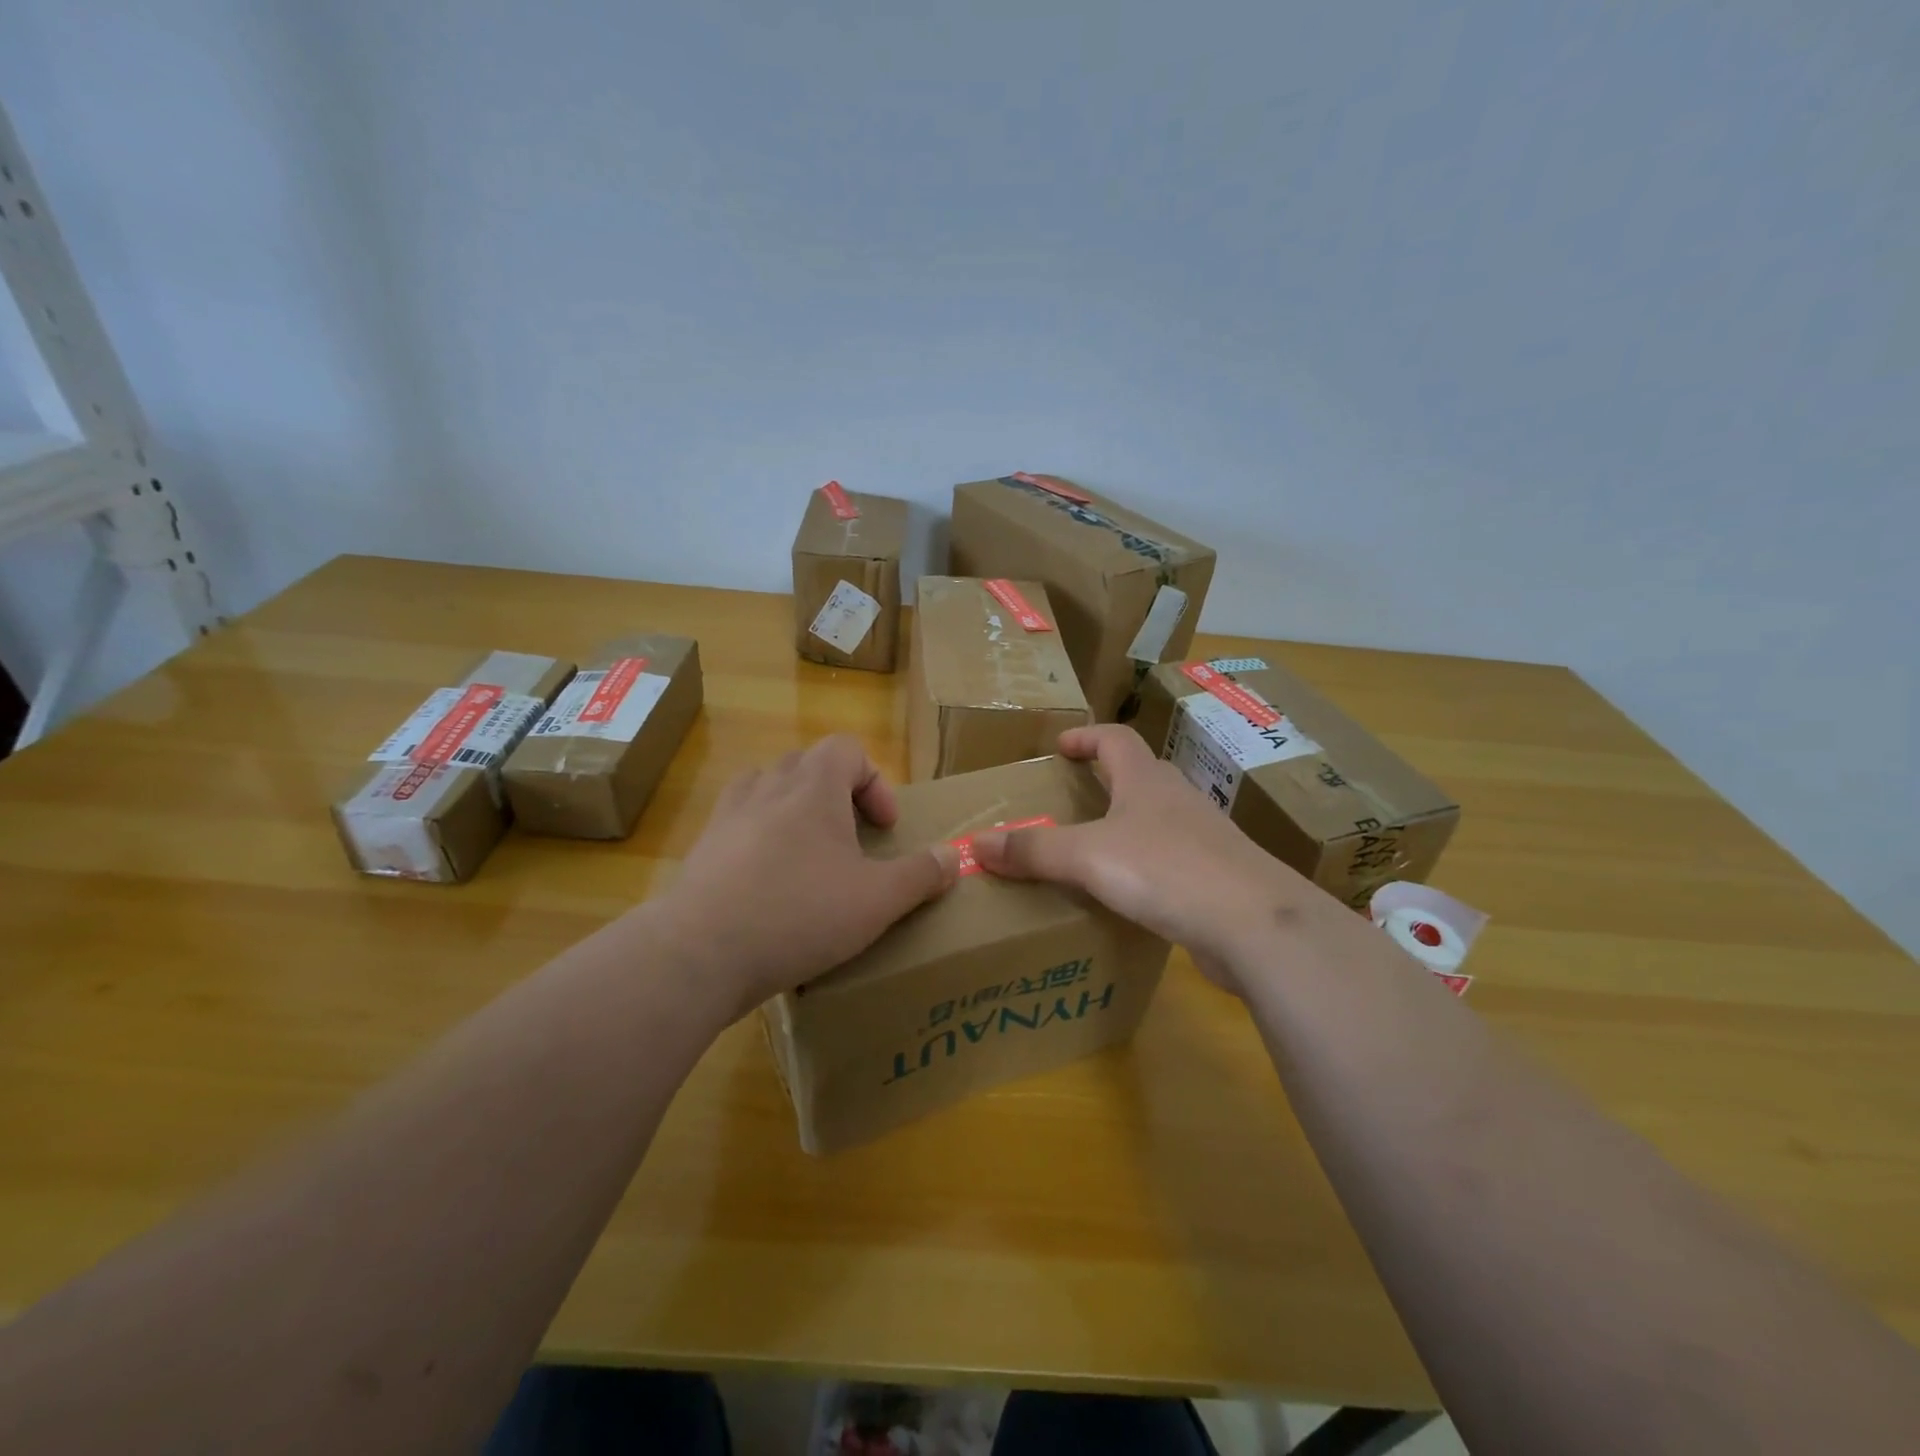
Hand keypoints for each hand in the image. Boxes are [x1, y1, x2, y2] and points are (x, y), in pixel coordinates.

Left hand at [653, 734, 959, 1020]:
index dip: (874, 781)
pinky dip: (759, 838)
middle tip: (850, 841)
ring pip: (767, 788)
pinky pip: (738, 824)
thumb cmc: (799, 914)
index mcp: (813, 788)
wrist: (699, 953)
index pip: (846, 748)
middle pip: (807, 764)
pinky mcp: (702, 848)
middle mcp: (768, 788)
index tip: (883, 828)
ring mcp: (727, 816)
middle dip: (836, 795)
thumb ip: (920, 875)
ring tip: (808, 853)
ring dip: (794, 810)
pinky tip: (768, 884)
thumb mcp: (877, 901)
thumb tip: (954, 855)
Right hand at [971, 724, 1327, 991]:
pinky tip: (1130, 897)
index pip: (1115, 739)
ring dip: (1126, 828)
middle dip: (1105, 782)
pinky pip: (1171, 862)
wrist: (1256, 924)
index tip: (1060, 746)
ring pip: (1157, 821)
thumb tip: (976, 842)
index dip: (1086, 737)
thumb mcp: (1088, 856)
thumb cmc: (1166, 871)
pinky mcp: (1216, 878)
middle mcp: (1177, 800)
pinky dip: (1146, 869)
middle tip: (1070, 800)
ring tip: (1092, 852)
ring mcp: (1204, 839)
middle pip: (1139, 776)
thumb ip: (1034, 849)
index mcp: (1147, 781)